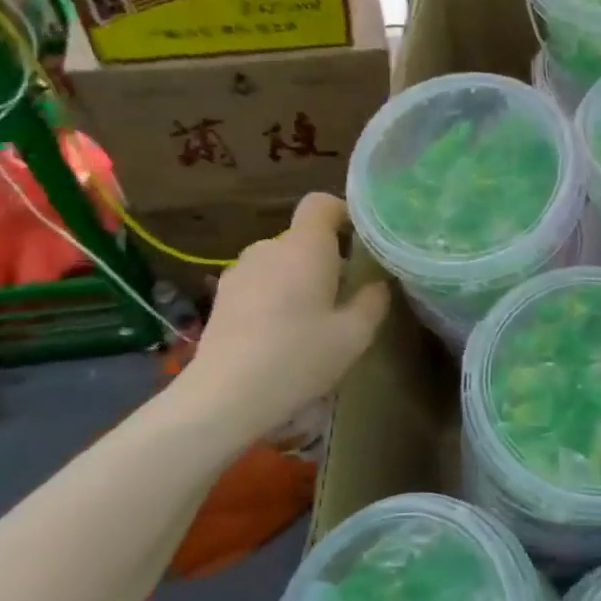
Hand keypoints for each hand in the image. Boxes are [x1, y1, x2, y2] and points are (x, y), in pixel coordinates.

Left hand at [179, 193, 389, 430]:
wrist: (226, 396)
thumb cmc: (299, 358)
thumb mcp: (354, 335)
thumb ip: (372, 301)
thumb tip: (378, 284)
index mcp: (304, 247)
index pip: (322, 203)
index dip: (344, 214)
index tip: (362, 243)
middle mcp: (268, 248)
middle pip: (304, 237)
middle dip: (328, 258)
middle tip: (346, 296)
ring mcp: (240, 271)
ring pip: (282, 262)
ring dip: (300, 279)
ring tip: (313, 320)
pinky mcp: (222, 296)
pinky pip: (261, 282)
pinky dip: (277, 296)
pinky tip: (282, 334)